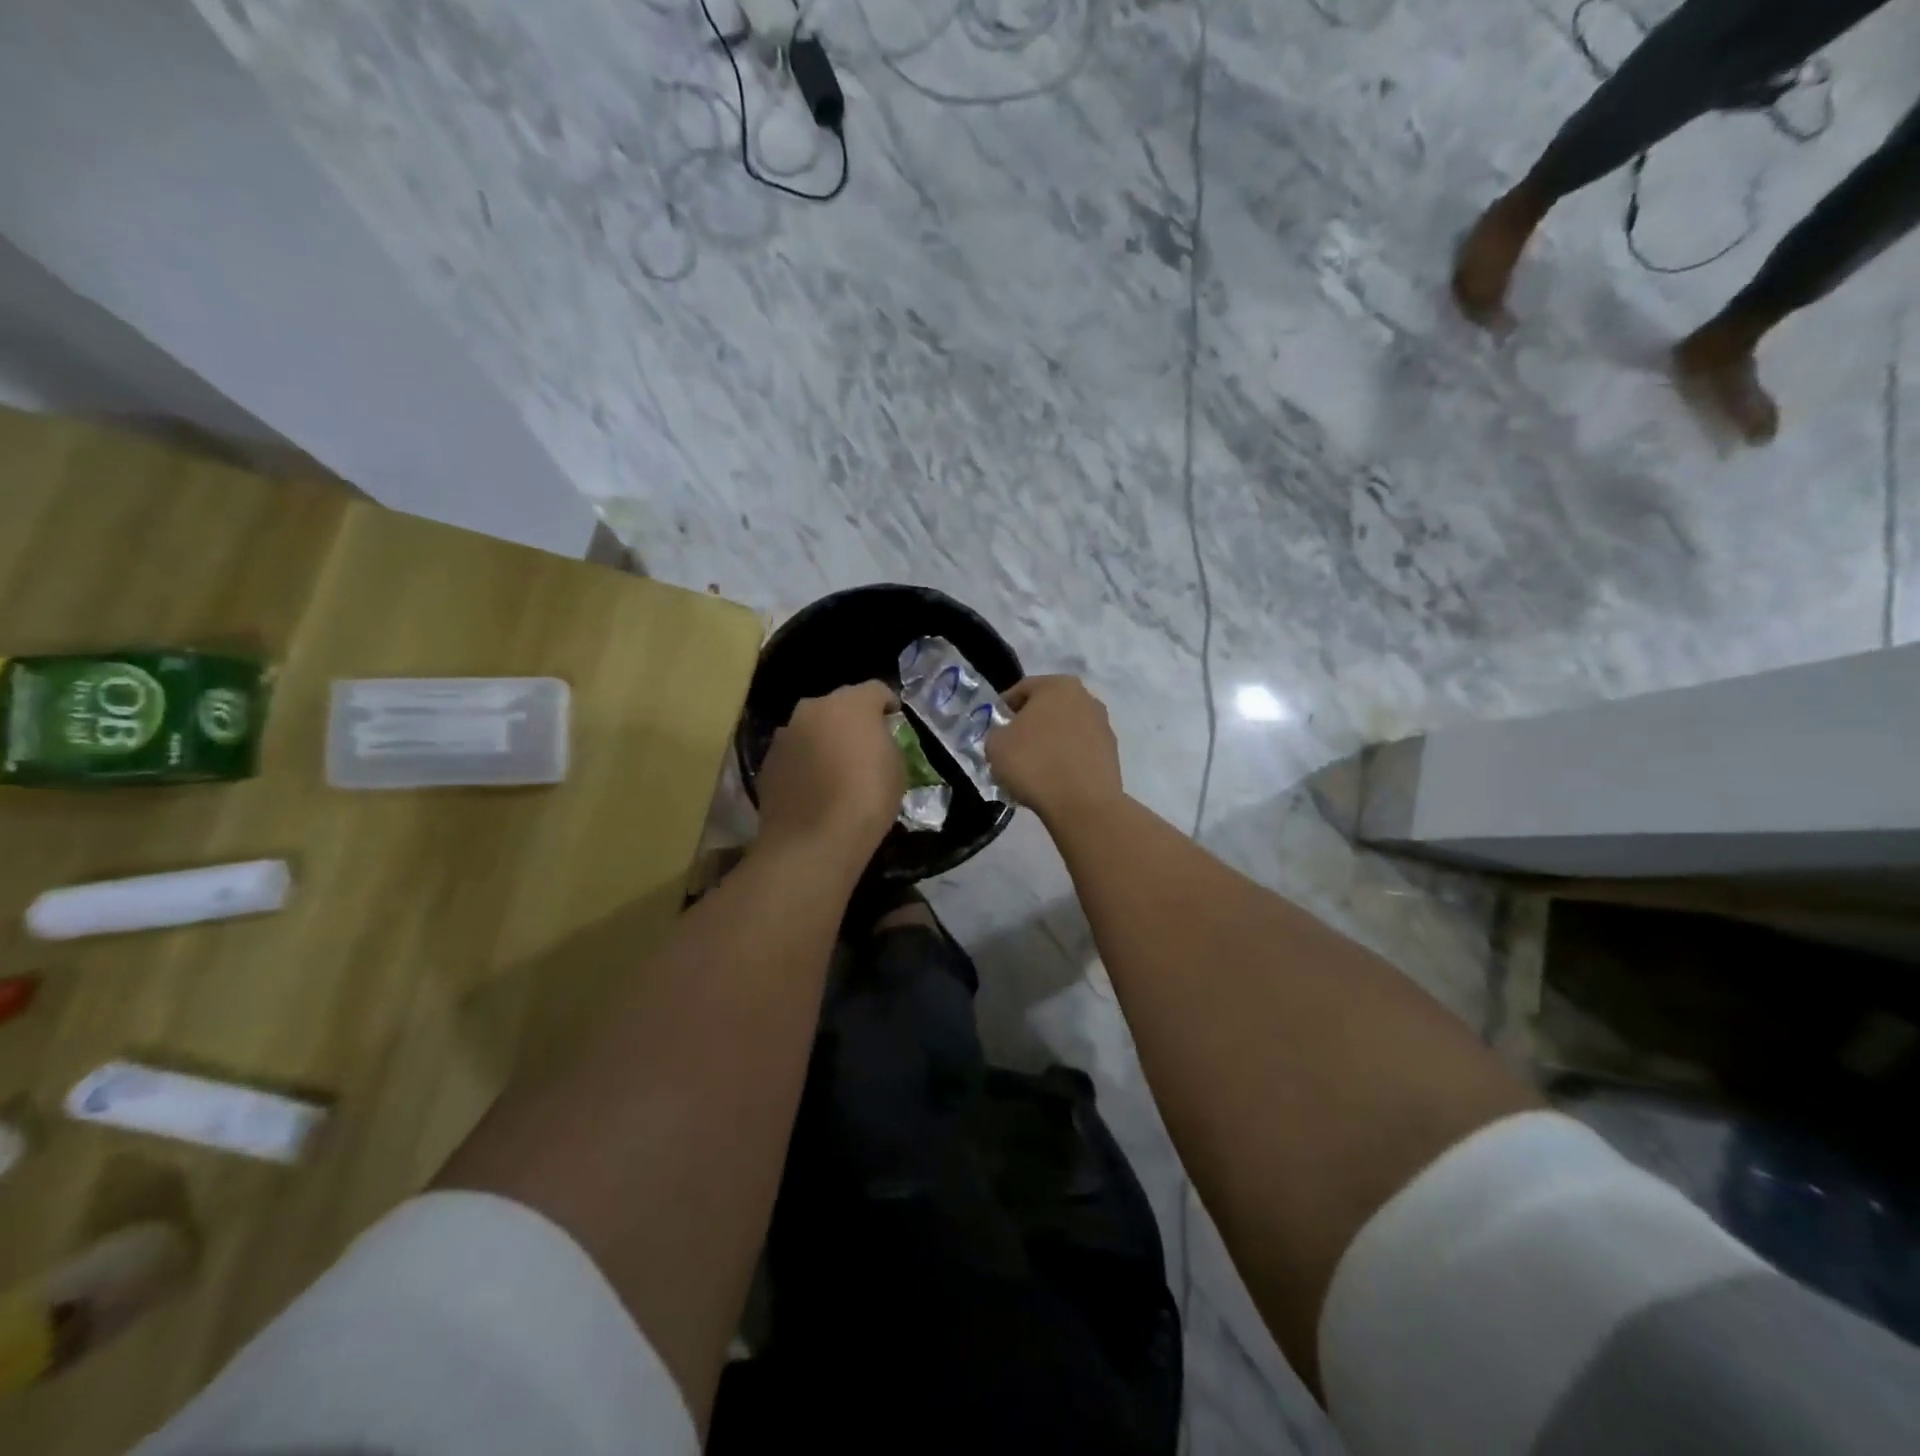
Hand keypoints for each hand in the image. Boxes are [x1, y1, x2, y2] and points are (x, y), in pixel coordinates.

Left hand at [756, 681, 904, 861]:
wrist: (814, 840)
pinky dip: (804, 763)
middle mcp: (813, 708)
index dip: (887, 704)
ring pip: (810, 728)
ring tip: (835, 768)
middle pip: (837, 705)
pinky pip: (793, 754)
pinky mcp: (767, 762)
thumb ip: (885, 742)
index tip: (893, 721)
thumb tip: (875, 740)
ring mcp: (785, 735)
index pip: (875, 689)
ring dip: (823, 740)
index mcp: (851, 703)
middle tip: (863, 745)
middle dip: (850, 720)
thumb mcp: (896, 767)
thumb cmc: (867, 798)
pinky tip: (813, 788)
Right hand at [986, 675, 1123, 823]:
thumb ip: (997, 733)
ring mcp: (1103, 725)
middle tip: (1013, 747)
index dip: (1004, 708)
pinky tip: (1054, 779)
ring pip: (1066, 729)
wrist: (1082, 803)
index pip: (1022, 689)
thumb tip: (1007, 736)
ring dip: (1050, 742)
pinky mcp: (1112, 753)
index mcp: (1058, 685)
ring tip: (1034, 767)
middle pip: (1048, 708)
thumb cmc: (1034, 763)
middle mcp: (1086, 698)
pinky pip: (1080, 750)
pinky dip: (1067, 759)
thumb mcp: (996, 745)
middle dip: (1030, 724)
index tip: (994, 728)